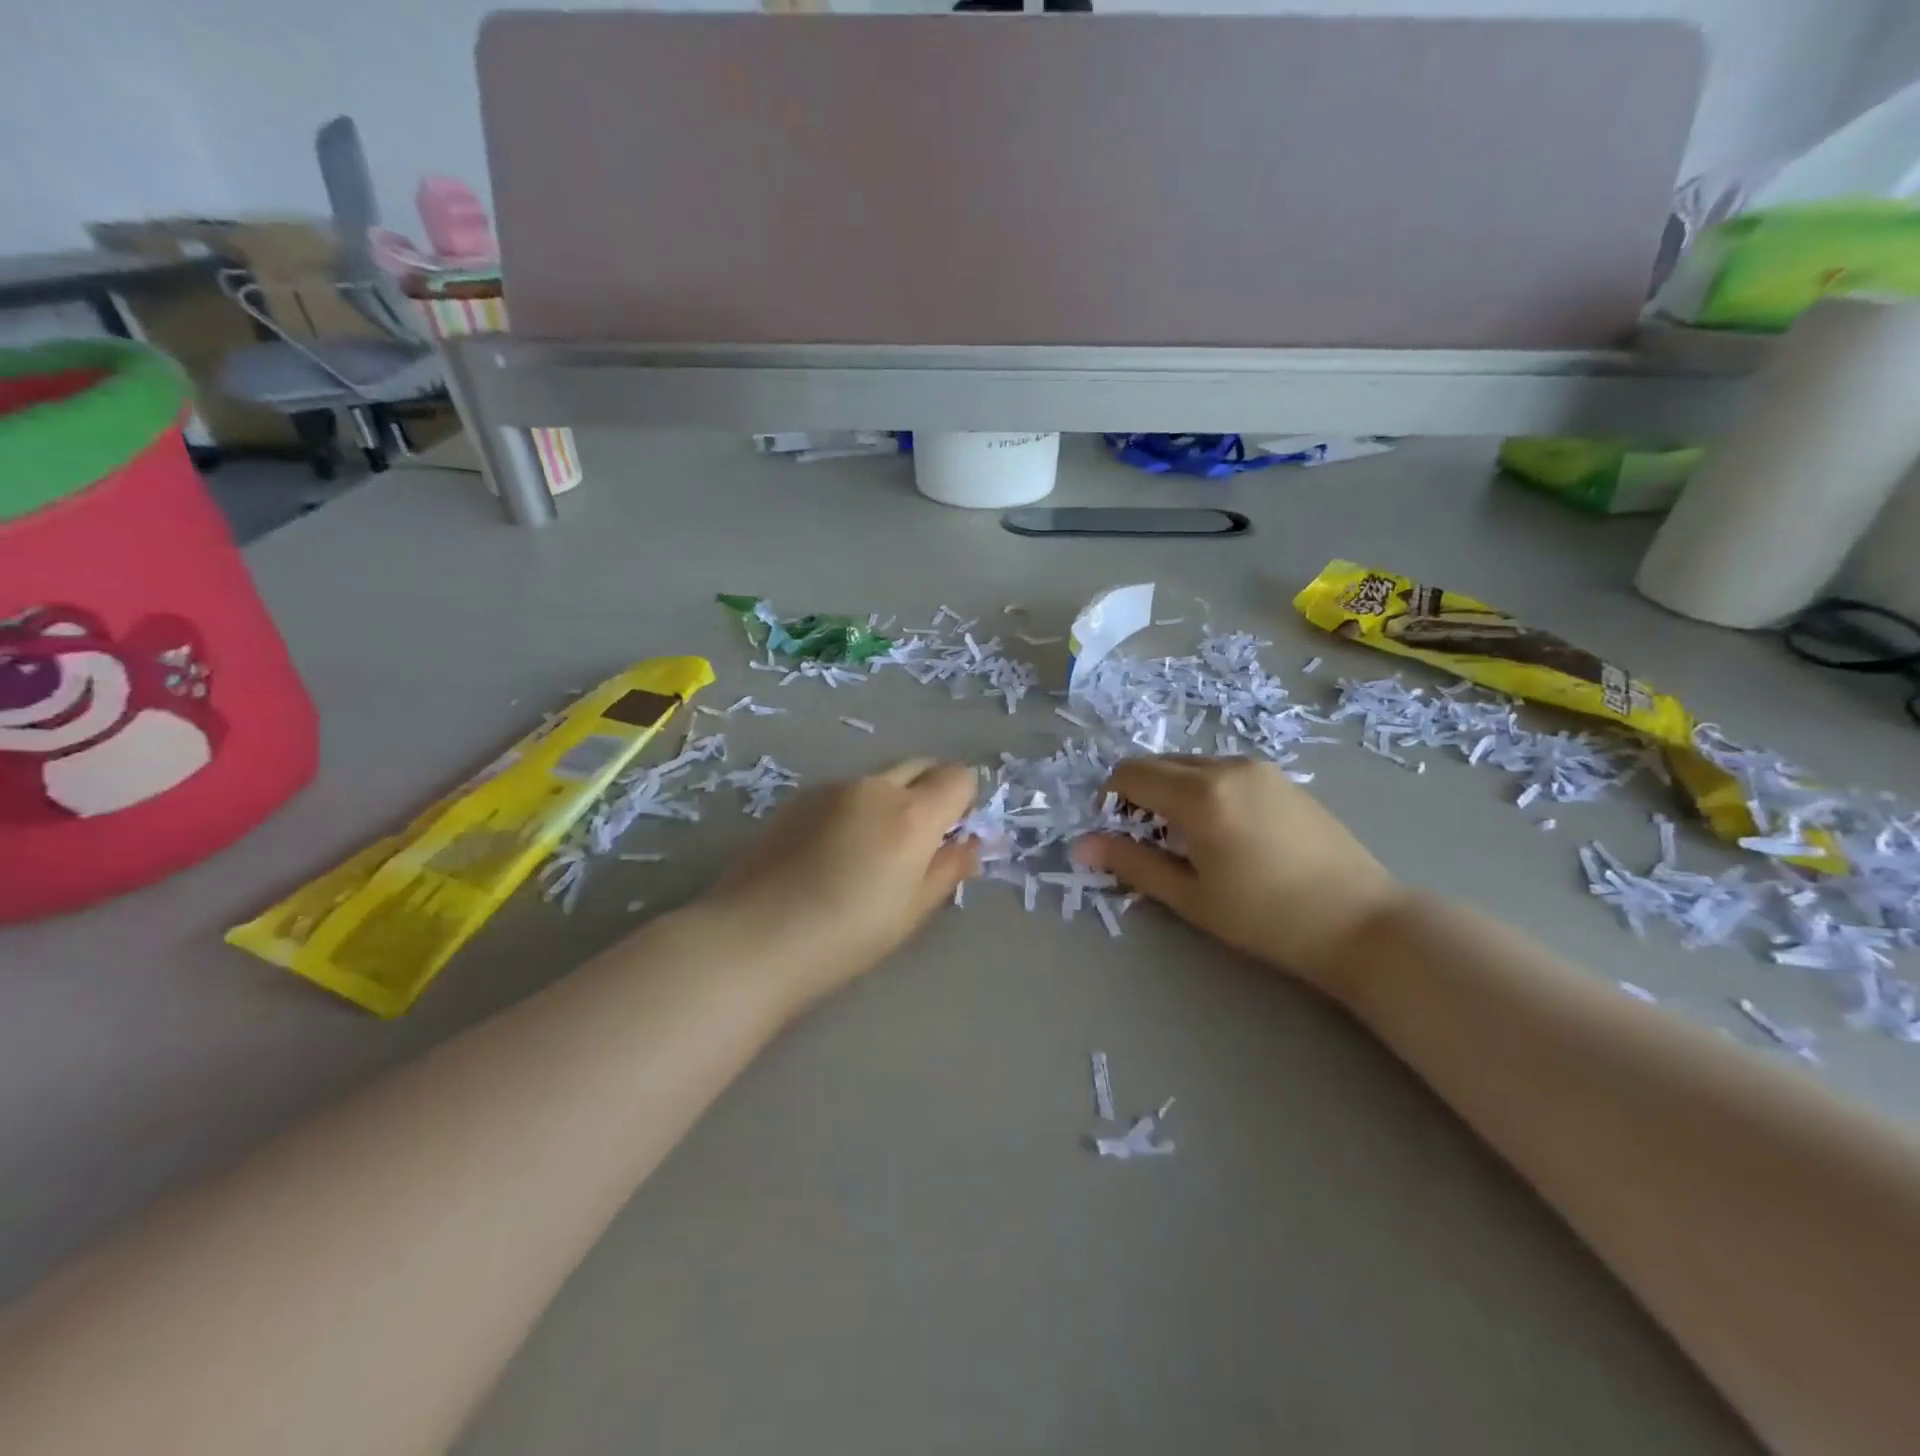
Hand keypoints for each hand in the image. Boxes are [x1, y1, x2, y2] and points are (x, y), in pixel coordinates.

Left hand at [704, 759, 979, 1006]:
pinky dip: (855, 809)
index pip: (958, 777)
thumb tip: (969, 845)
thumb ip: (947, 869)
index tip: (953, 834)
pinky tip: (832, 853)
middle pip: (920, 767)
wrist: (755, 937)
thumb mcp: (912, 911)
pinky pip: (845, 793)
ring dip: (890, 801)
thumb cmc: (847, 935)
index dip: (964, 801)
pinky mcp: (798, 799)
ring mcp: (832, 788)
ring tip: (868, 853)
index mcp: (911, 814)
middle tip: (920, 840)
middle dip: (931, 791)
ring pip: (879, 780)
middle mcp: (874, 788)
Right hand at [1075, 757, 1399, 998]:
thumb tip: (1080, 846)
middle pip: (1158, 764)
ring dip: (1171, 791)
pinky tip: (1224, 833)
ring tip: (1187, 840)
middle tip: (1146, 840)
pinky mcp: (1282, 778)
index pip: (1129, 774)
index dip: (1109, 800)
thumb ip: (1132, 864)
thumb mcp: (1190, 896)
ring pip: (1191, 765)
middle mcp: (1226, 766)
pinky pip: (1222, 771)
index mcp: (1199, 794)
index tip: (1113, 834)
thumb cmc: (1267, 917)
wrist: (1361, 921)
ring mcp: (1259, 768)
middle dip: (1137, 794)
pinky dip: (1202, 790)